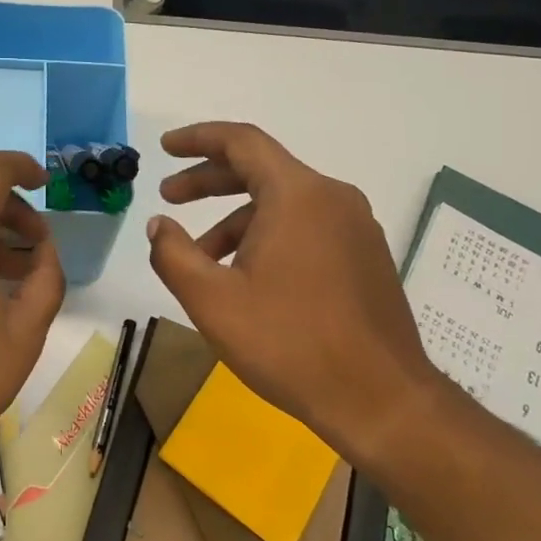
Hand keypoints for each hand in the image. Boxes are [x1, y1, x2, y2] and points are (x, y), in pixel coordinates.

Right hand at [145, 121, 436, 461]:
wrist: (381, 402)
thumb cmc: (289, 343)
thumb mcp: (212, 300)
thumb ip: (173, 253)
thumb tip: (159, 224)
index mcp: (298, 195)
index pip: (241, 142)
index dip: (197, 138)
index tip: (165, 147)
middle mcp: (332, 199)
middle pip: (261, 169)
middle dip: (209, 180)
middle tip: (169, 197)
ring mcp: (355, 228)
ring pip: (283, 202)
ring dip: (235, 217)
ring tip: (200, 256)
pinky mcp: (365, 257)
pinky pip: (306, 226)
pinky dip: (266, 234)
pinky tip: (245, 275)